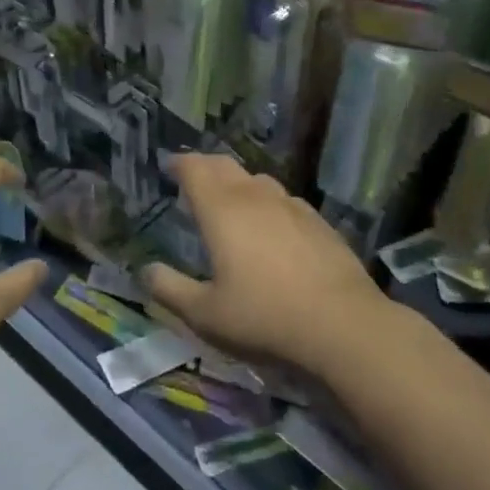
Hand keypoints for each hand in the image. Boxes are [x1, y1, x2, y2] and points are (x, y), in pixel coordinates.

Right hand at [143, 154, 387, 377]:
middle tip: (193, 180)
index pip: (195, 169)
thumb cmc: (264, 317)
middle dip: (205, 167)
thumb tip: (146, 271)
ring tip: (230, 202)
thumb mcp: (206, 314)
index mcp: (221, 210)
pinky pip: (284, 199)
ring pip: (257, 180)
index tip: (169, 168)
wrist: (343, 325)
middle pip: (225, 165)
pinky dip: (267, 202)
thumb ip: (170, 289)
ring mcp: (291, 205)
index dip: (179, 164)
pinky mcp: (318, 221)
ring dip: (237, 183)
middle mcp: (254, 197)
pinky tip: (272, 226)